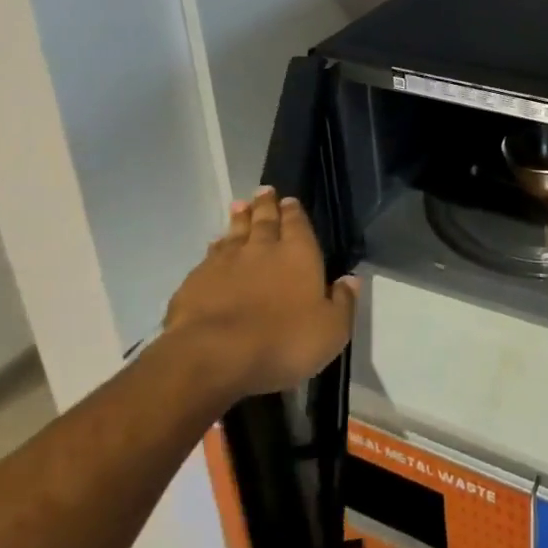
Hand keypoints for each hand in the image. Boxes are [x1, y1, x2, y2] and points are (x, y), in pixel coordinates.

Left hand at [165, 187, 358, 401]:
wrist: (214, 355)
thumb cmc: (283, 342)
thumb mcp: (331, 330)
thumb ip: (343, 302)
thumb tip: (351, 280)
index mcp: (299, 255)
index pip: (298, 224)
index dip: (294, 212)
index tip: (290, 200)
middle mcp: (263, 249)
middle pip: (265, 220)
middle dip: (266, 205)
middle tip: (264, 191)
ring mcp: (226, 262)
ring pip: (235, 232)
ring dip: (239, 218)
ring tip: (240, 206)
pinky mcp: (197, 280)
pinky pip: (211, 254)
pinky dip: (216, 246)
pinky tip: (215, 245)